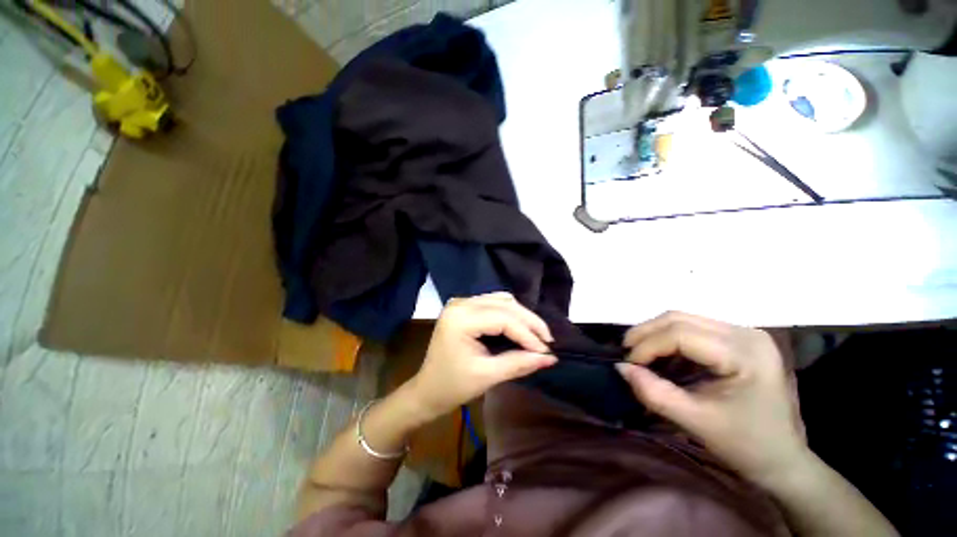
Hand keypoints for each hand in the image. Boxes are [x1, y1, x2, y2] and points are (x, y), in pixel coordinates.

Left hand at [407, 293, 556, 418]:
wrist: (427, 389)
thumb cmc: (453, 386)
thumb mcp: (487, 376)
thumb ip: (519, 363)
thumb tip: (550, 357)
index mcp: (461, 319)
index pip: (503, 318)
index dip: (527, 333)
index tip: (546, 349)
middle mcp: (461, 303)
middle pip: (504, 304)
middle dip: (529, 321)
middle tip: (548, 340)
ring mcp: (461, 302)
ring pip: (501, 300)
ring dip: (522, 315)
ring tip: (537, 335)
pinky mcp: (464, 307)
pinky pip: (494, 303)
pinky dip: (511, 313)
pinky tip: (520, 326)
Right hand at [616, 312, 808, 484]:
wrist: (783, 459)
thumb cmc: (746, 445)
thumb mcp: (696, 422)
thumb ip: (655, 393)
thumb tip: (621, 367)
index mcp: (745, 353)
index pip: (681, 334)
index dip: (648, 345)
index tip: (629, 364)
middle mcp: (746, 333)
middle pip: (680, 318)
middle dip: (646, 333)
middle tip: (627, 353)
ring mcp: (744, 333)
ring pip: (683, 319)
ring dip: (655, 333)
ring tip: (639, 353)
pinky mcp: (738, 339)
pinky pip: (693, 328)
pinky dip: (669, 339)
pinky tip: (661, 355)